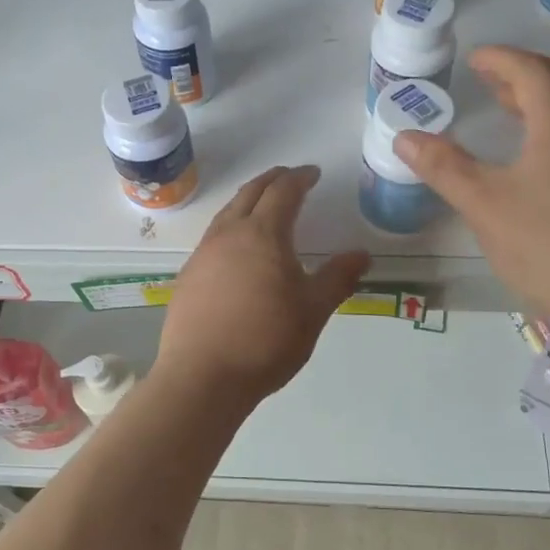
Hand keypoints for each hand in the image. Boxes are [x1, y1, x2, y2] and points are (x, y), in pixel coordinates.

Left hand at [156, 166, 369, 406]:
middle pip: (250, 193)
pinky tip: (237, 249)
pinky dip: (231, 227)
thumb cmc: (265, 341)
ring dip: (248, 201)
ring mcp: (203, 254)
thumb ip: (337, 278)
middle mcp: (228, 234)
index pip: (283, 192)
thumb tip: (361, 254)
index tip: (313, 173)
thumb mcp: (313, 311)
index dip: (300, 178)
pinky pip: (213, 237)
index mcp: (263, 234)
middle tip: (289, 177)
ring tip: (263, 206)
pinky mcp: (188, 275)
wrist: (202, 376)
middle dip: (272, 180)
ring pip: (227, 213)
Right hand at [393, 46, 549, 337]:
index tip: (474, 59)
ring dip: (543, 100)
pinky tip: (539, 157)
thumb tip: (404, 136)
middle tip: (489, 79)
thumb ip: (444, 167)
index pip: (532, 71)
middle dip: (524, 73)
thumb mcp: (484, 206)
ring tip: (509, 110)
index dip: (501, 59)